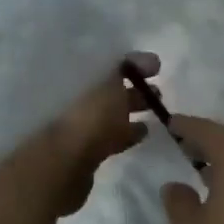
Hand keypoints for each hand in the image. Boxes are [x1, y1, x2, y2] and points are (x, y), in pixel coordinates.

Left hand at [29, 51, 160, 215]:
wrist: (65, 163)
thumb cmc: (89, 114)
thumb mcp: (110, 81)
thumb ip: (127, 67)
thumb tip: (149, 59)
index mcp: (75, 74)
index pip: (105, 61)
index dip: (131, 62)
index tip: (156, 67)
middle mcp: (74, 96)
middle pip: (107, 86)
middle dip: (133, 86)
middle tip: (158, 91)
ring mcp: (79, 124)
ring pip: (110, 111)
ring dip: (132, 108)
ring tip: (157, 109)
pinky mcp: (86, 149)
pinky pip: (110, 134)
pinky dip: (127, 131)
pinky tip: (144, 131)